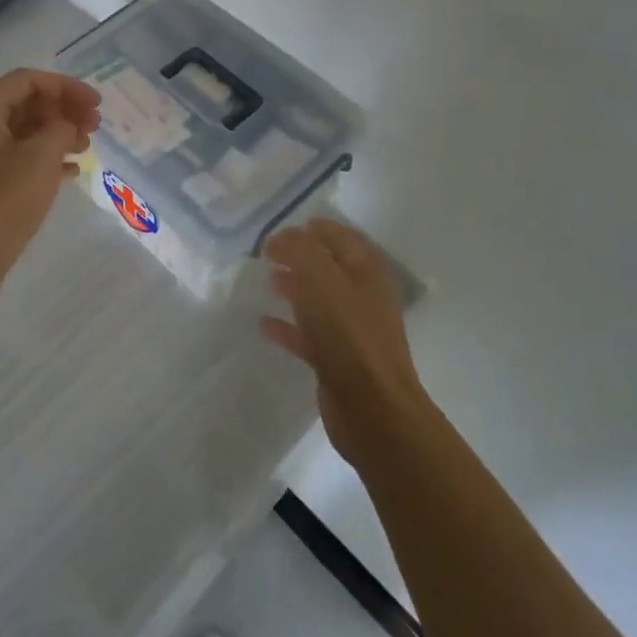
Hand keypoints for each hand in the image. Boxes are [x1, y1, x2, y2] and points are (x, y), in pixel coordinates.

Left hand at [0, 69, 102, 292]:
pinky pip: (15, 159)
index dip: (66, 87)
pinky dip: (42, 159)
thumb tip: (63, 124)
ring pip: (21, 133)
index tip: (96, 103)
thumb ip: (60, 128)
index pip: (28, 80)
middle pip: (24, 104)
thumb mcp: (40, 157)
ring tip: (86, 148)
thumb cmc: (1, 200)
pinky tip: (70, 171)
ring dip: (56, 135)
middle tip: (95, 125)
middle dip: (62, 110)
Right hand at [261, 220, 425, 462]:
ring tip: (267, 281)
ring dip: (294, 288)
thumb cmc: (348, 334)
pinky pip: (308, 334)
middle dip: (301, 257)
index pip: (343, 238)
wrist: (372, 409)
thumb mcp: (320, 278)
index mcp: (367, 273)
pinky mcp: (337, 361)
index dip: (317, 229)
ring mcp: (352, 331)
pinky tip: (264, 324)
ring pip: (319, 300)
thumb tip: (280, 238)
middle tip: (269, 253)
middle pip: (330, 268)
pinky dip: (287, 326)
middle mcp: (363, 298)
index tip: (287, 227)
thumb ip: (298, 250)